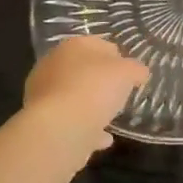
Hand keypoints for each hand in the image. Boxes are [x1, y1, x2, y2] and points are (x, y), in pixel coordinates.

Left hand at [23, 36, 148, 156]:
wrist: (60, 128)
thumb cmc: (95, 88)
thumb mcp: (127, 73)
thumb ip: (135, 69)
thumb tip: (139, 72)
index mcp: (73, 46)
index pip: (99, 44)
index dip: (118, 57)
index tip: (130, 73)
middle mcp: (53, 65)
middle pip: (83, 70)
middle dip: (101, 81)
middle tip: (120, 93)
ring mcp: (44, 94)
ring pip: (74, 96)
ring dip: (91, 105)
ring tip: (111, 117)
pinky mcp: (43, 121)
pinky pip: (70, 121)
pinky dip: (86, 128)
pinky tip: (103, 138)